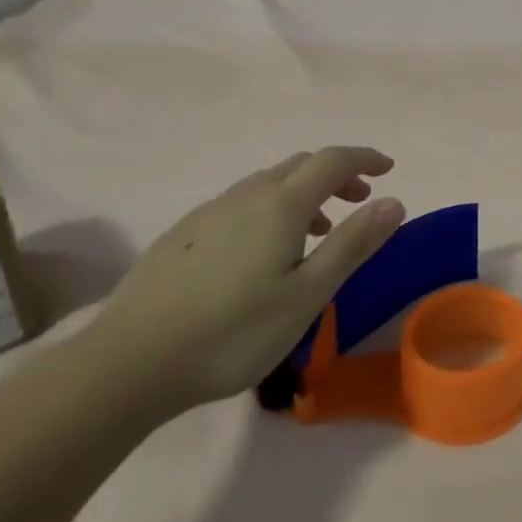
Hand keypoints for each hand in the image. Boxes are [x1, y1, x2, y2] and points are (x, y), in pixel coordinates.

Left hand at [85, 147, 404, 414]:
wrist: (127, 364)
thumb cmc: (233, 332)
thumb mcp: (308, 294)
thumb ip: (353, 244)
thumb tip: (393, 201)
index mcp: (281, 204)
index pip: (332, 161)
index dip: (364, 158)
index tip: (389, 169)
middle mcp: (246, 195)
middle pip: (300, 165)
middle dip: (336, 174)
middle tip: (359, 199)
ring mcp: (209, 213)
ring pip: (268, 184)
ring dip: (303, 193)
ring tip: (317, 231)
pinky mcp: (182, 235)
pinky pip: (241, 203)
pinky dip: (271, 209)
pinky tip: (262, 252)